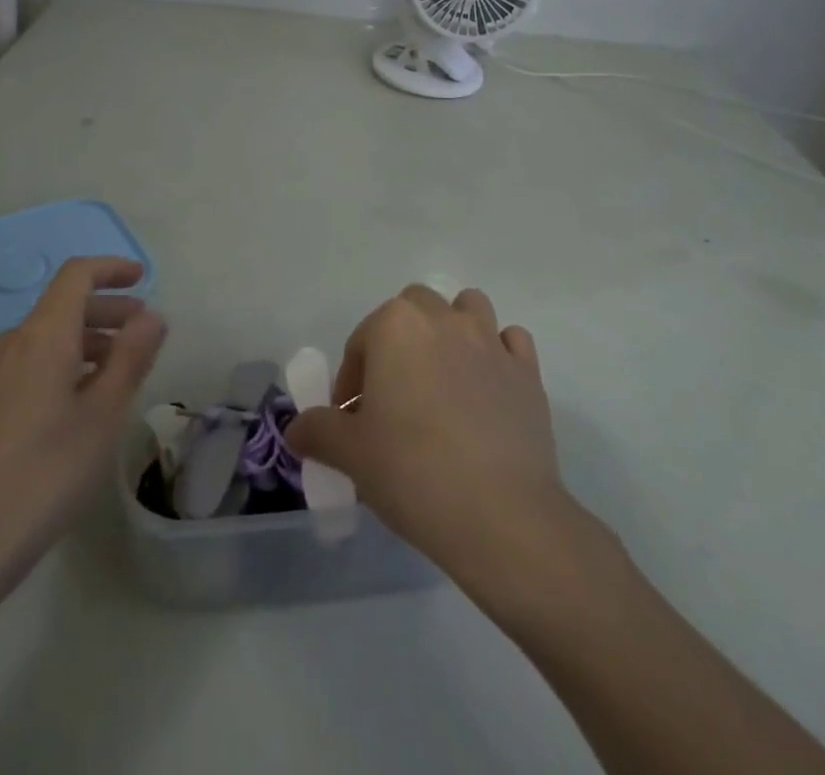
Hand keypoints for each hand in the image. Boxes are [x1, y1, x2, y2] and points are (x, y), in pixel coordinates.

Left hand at [0, 256, 165, 580]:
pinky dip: (64, 366)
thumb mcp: (103, 416)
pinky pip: (30, 366)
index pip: (77, 275)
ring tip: (120, 373)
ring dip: (88, 342)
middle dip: (108, 310)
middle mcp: (11, 344)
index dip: (112, 269)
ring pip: (47, 339)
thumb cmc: (42, 475)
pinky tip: (80, 406)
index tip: (143, 279)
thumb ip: (131, 358)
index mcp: (42, 335)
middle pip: (63, 306)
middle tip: (145, 333)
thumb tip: (151, 316)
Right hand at [287, 285, 573, 576]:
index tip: (352, 422)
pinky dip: (498, 354)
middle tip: (394, 395)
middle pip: (413, 307)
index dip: (351, 381)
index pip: (361, 341)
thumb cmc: (412, 472)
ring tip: (443, 378)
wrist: (501, 515)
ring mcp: (490, 341)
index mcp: (395, 326)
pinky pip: (510, 342)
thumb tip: (297, 428)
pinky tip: (488, 389)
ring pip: (467, 308)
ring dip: (452, 329)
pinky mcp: (528, 371)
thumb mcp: (350, 455)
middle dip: (399, 340)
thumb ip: (318, 431)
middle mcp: (443, 319)